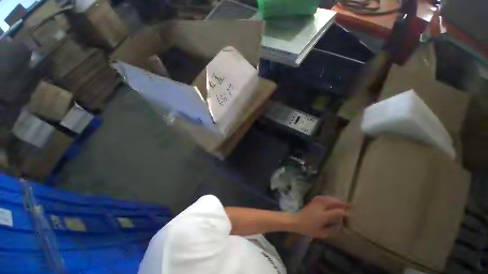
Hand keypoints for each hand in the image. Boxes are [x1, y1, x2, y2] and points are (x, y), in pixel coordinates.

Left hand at [291, 196, 349, 237]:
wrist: (296, 221)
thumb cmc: (308, 229)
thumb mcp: (321, 233)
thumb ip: (331, 230)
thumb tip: (340, 226)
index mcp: (323, 216)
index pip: (336, 212)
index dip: (343, 212)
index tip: (350, 213)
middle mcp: (320, 207)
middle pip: (332, 202)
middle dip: (340, 203)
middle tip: (348, 205)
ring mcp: (315, 203)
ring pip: (326, 198)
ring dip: (334, 199)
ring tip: (341, 202)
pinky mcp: (312, 201)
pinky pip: (321, 197)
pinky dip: (327, 197)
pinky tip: (330, 199)